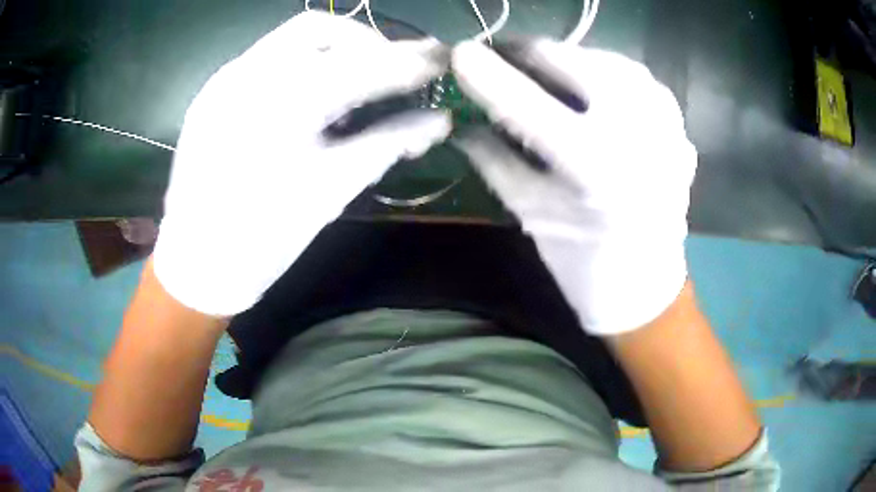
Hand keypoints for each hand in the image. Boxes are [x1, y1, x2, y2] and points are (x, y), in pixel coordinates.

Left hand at [154, 12, 450, 316]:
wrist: (195, 266)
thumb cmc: (263, 239)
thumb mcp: (332, 191)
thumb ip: (389, 143)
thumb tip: (439, 121)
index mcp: (279, 104)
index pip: (360, 63)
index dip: (407, 58)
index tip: (442, 59)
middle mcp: (246, 75)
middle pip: (320, 28)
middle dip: (365, 43)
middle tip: (391, 73)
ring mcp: (223, 80)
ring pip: (290, 38)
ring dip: (333, 50)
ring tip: (353, 86)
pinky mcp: (212, 93)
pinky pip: (267, 58)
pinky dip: (301, 65)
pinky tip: (310, 98)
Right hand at [452, 40, 696, 334]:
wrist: (646, 286)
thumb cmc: (583, 263)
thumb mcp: (530, 212)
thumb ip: (493, 159)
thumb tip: (463, 121)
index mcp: (592, 167)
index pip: (526, 102)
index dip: (487, 73)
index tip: (460, 53)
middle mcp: (635, 135)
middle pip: (572, 61)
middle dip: (529, 53)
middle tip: (505, 58)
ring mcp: (665, 126)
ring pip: (608, 59)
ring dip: (571, 58)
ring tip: (548, 70)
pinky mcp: (678, 128)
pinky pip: (640, 79)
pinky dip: (610, 71)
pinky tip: (595, 85)